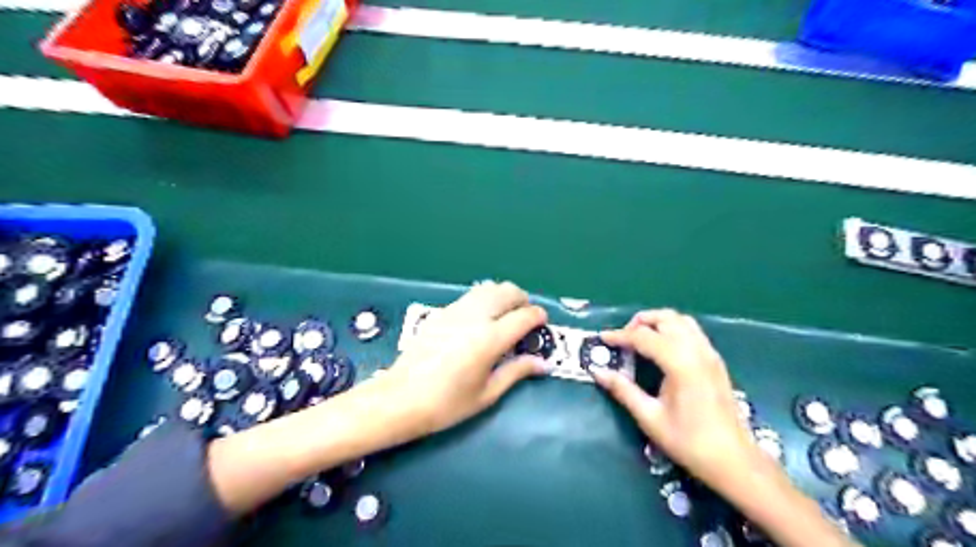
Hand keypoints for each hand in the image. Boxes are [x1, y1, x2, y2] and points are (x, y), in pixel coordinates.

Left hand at [368, 283, 547, 440]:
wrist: (400, 398)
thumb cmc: (447, 404)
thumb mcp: (487, 394)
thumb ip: (516, 372)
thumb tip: (543, 364)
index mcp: (490, 339)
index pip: (523, 316)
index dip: (538, 316)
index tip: (542, 322)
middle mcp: (475, 317)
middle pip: (507, 291)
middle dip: (522, 299)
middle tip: (525, 317)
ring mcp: (455, 311)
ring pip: (488, 288)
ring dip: (502, 295)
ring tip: (504, 315)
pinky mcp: (441, 312)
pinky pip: (470, 296)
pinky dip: (483, 299)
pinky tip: (480, 319)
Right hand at [591, 310, 765, 494]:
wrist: (734, 460)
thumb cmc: (689, 441)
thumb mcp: (650, 417)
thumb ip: (623, 390)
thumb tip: (597, 371)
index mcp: (680, 363)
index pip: (644, 337)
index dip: (620, 336)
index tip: (602, 339)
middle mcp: (697, 350)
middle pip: (665, 318)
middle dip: (640, 321)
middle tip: (623, 338)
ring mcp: (709, 353)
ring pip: (681, 320)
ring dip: (658, 322)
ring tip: (641, 339)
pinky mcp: (716, 360)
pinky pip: (692, 331)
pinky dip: (673, 329)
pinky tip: (663, 348)